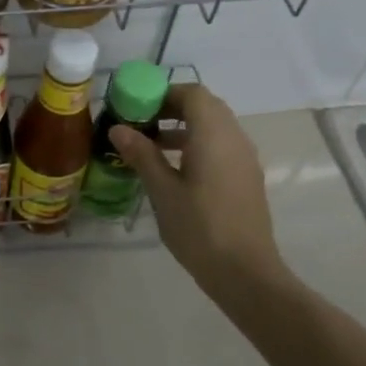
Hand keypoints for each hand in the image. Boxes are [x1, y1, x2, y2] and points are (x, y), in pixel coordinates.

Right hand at [109, 83, 288, 297]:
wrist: (245, 272)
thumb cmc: (199, 228)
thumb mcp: (162, 190)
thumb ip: (142, 154)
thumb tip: (118, 128)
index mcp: (214, 134)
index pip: (192, 93)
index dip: (163, 94)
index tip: (136, 108)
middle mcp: (234, 138)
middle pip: (205, 107)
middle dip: (171, 109)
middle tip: (141, 125)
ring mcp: (245, 159)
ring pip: (214, 127)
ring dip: (184, 128)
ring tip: (151, 148)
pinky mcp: (247, 178)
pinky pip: (222, 146)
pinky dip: (198, 145)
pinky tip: (175, 171)